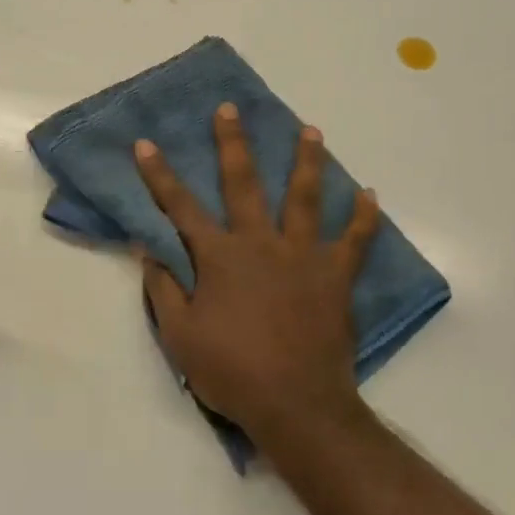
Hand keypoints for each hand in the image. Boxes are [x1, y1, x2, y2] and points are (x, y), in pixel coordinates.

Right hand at [134, 103, 379, 448]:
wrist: (296, 405)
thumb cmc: (231, 371)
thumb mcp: (179, 335)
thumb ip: (162, 287)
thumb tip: (146, 247)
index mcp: (219, 257)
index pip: (180, 207)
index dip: (159, 174)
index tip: (145, 143)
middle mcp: (260, 243)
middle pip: (243, 184)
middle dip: (233, 144)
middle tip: (230, 109)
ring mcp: (302, 256)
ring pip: (305, 198)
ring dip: (306, 162)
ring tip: (311, 130)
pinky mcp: (335, 277)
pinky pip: (354, 241)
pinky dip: (362, 217)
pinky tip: (369, 194)